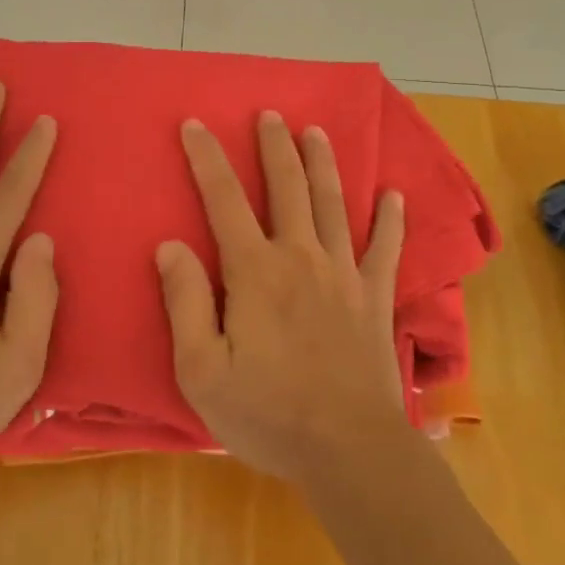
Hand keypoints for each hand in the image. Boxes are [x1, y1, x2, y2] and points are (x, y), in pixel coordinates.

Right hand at [157, 112, 407, 485]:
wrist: (349, 450)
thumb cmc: (267, 413)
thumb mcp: (201, 369)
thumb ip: (185, 302)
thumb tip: (170, 245)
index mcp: (255, 271)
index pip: (224, 200)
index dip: (207, 159)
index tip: (195, 124)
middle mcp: (300, 257)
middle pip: (287, 188)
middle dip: (275, 147)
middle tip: (270, 114)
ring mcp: (343, 274)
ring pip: (333, 204)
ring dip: (323, 164)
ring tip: (316, 131)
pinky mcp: (374, 298)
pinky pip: (385, 249)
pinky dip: (390, 220)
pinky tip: (394, 195)